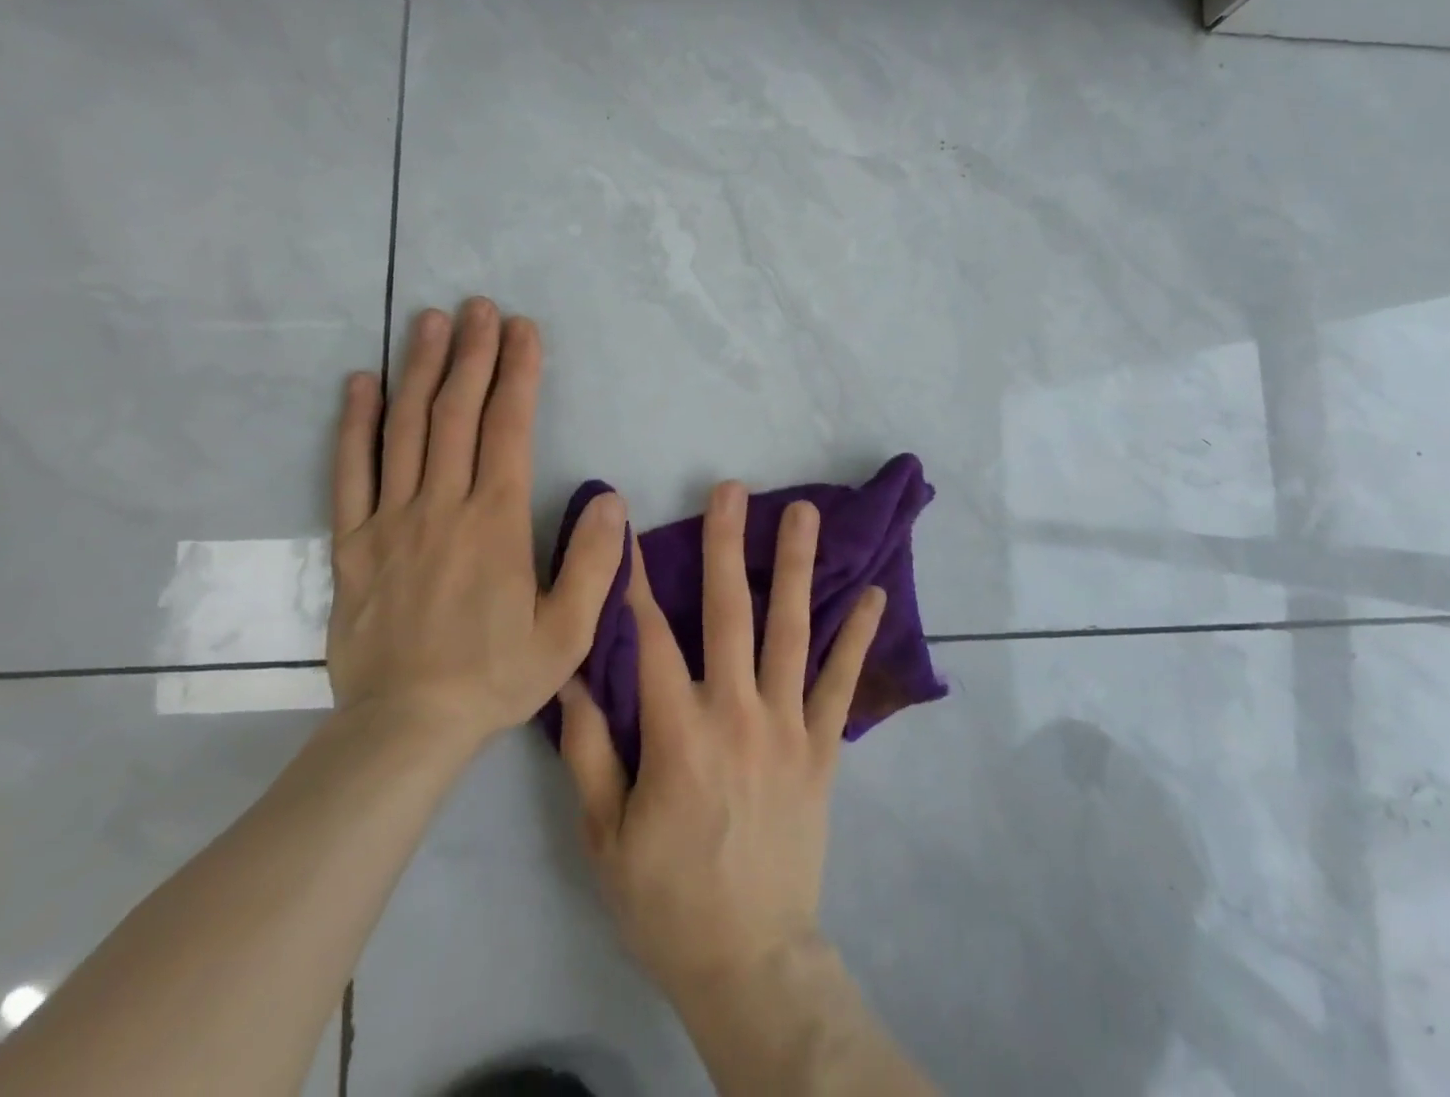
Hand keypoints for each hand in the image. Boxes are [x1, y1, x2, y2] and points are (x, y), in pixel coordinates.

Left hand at [326, 299, 626, 742]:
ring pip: (405, 429)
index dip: (518, 372)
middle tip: (480, 307)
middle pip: (456, 413)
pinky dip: (355, 424)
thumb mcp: (569, 632)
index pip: (508, 427)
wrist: (406, 728)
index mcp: (495, 521)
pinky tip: (361, 384)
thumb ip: (594, 562)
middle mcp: (441, 506)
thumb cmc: (497, 676)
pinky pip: (349, 473)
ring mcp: (390, 521)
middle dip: (472, 353)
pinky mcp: (351, 544)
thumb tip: (609, 497)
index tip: (523, 329)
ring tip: (430, 321)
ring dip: (419, 369)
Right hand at [558, 481, 885, 1001]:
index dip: (634, 580)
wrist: (749, 959)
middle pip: (729, 613)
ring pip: (792, 631)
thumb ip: (587, 750)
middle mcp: (737, 713)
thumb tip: (575, 676)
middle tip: (731, 490)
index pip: (649, 637)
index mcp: (677, 733)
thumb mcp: (604, 835)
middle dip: (726, 545)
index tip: (628, 527)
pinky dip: (858, 637)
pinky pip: (841, 683)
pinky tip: (874, 592)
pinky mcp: (822, 748)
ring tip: (804, 514)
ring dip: (796, 568)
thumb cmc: (666, 898)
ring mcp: (787, 726)